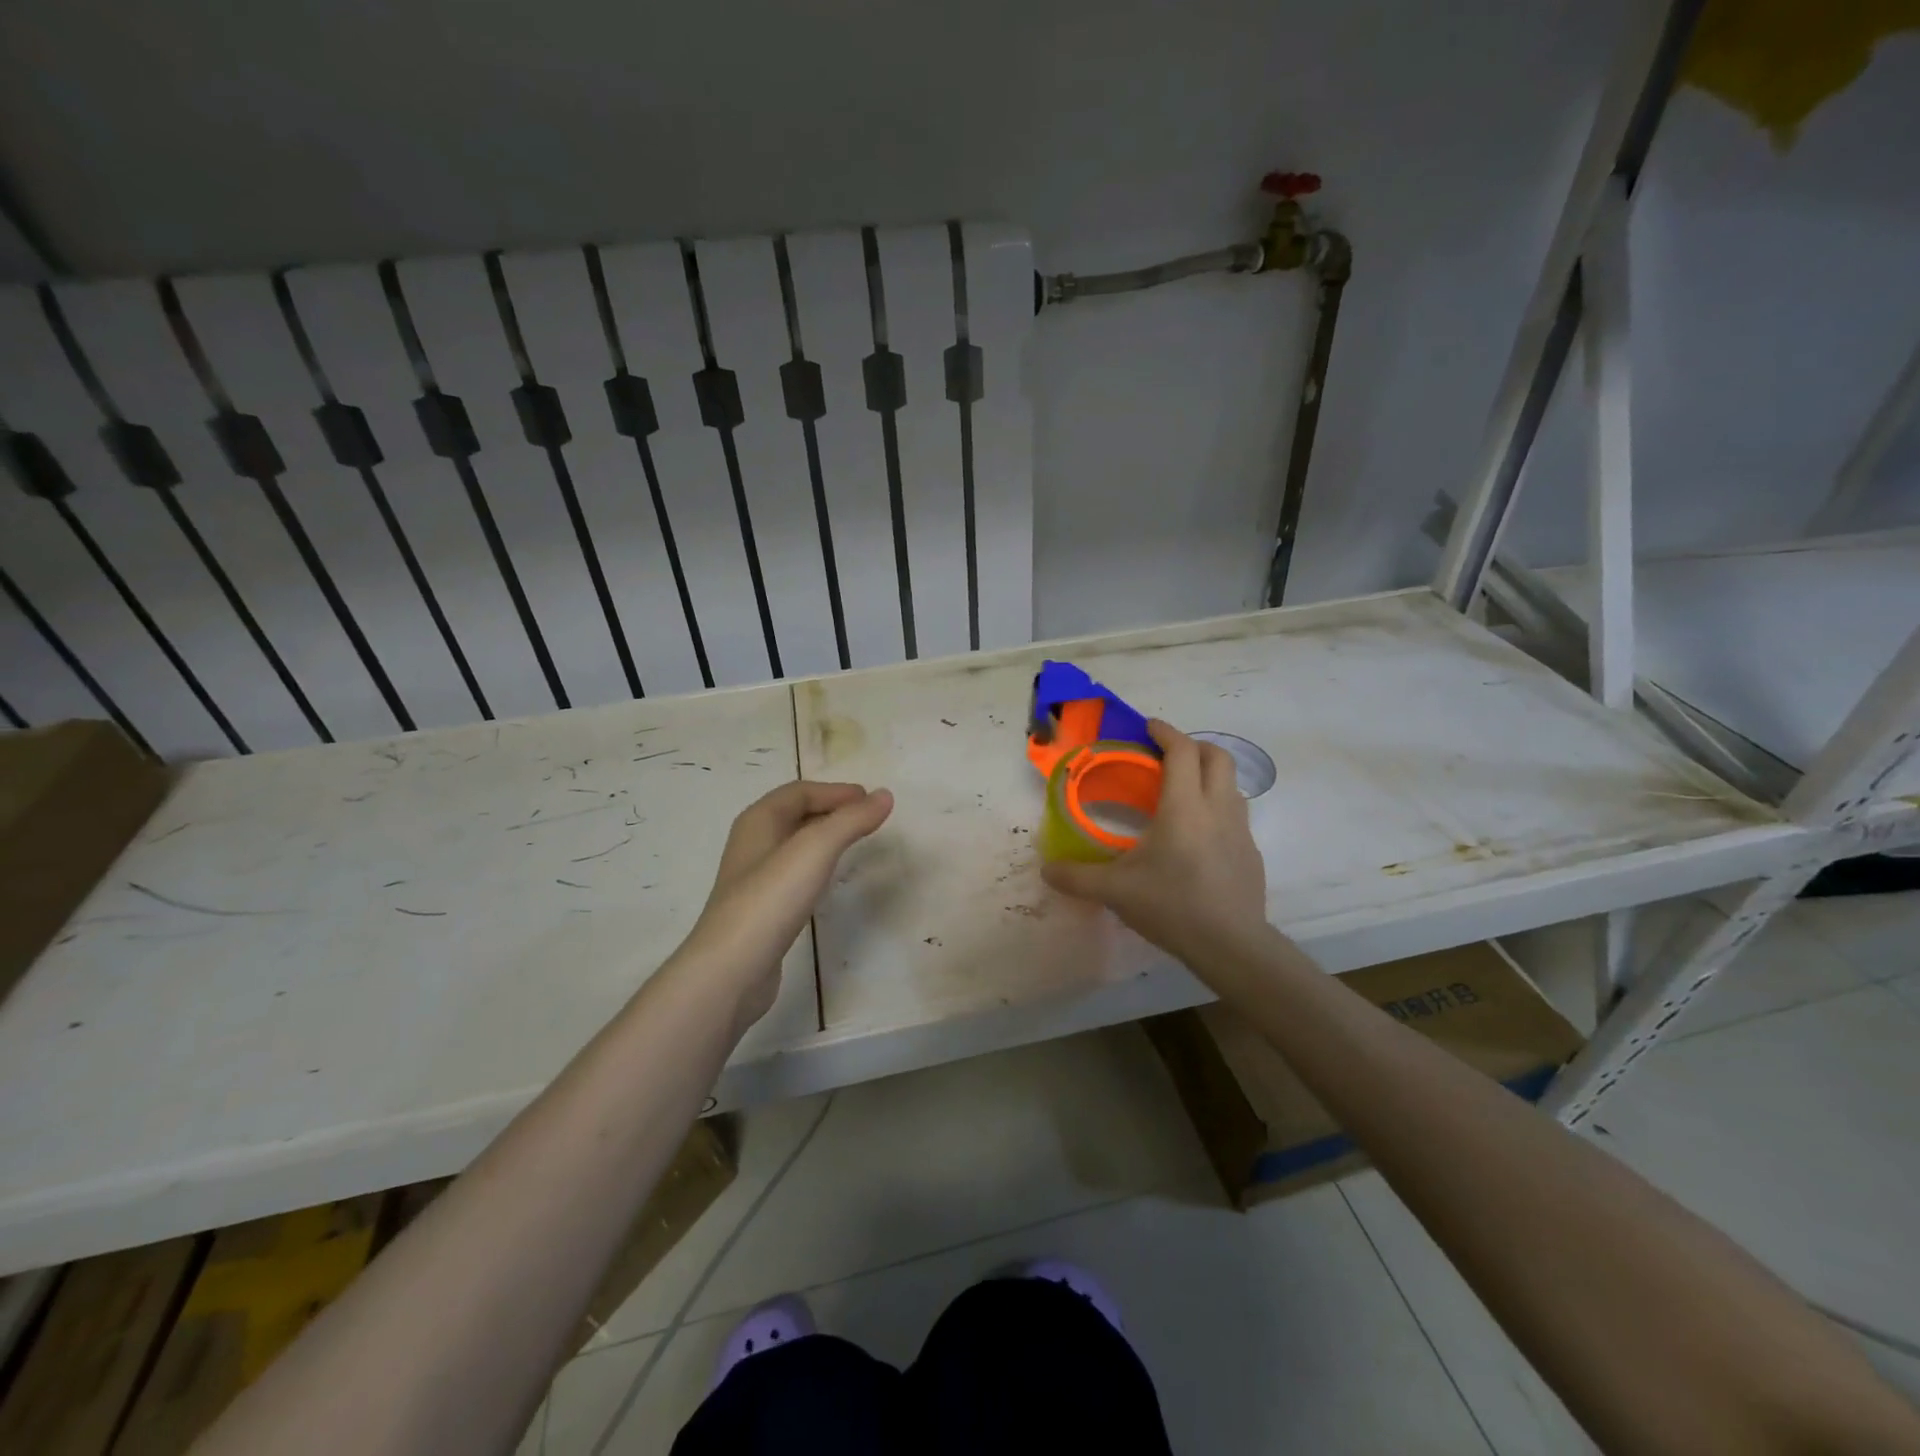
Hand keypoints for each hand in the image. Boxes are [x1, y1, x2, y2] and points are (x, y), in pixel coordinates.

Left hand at [680, 780, 893, 1027]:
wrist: (731, 969)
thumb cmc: (771, 898)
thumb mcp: (816, 849)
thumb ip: (851, 820)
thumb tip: (884, 795)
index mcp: (758, 821)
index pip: (799, 791)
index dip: (835, 791)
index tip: (870, 799)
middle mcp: (752, 844)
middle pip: (794, 815)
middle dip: (830, 810)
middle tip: (866, 818)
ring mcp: (754, 880)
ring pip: (793, 846)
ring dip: (823, 838)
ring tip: (853, 844)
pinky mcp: (760, 910)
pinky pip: (792, 875)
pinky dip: (815, 867)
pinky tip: (827, 883)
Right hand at [1041, 720, 1268, 971]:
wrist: (1230, 945)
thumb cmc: (1171, 906)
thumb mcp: (1115, 891)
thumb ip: (1077, 877)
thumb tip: (1046, 870)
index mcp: (1184, 807)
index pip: (1182, 751)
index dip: (1166, 732)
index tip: (1149, 727)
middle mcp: (1217, 809)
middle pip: (1218, 757)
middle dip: (1193, 746)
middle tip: (1167, 755)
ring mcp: (1241, 830)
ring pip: (1231, 785)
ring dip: (1209, 775)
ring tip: (1182, 792)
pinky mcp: (1251, 853)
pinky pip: (1236, 814)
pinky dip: (1217, 807)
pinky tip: (1198, 835)